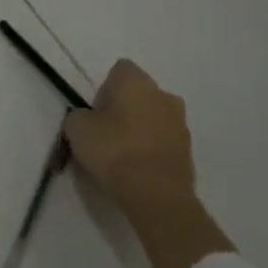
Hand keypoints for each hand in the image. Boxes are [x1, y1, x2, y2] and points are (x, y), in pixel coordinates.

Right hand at [63, 60, 233, 267]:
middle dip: (124, 109)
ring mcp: (181, 124)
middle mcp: (164, 95)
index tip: (95, 113)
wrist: (157, 196)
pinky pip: (163, 143)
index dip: (104, 89)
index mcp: (137, 81)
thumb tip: (88, 119)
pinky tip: (138, 171)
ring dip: (140, 130)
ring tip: (122, 157)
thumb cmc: (114, 151)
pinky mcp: (189, 152)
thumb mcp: (77, 129)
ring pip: (154, 118)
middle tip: (106, 134)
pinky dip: (151, 151)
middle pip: (139, 94)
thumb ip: (80, 116)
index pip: (119, 70)